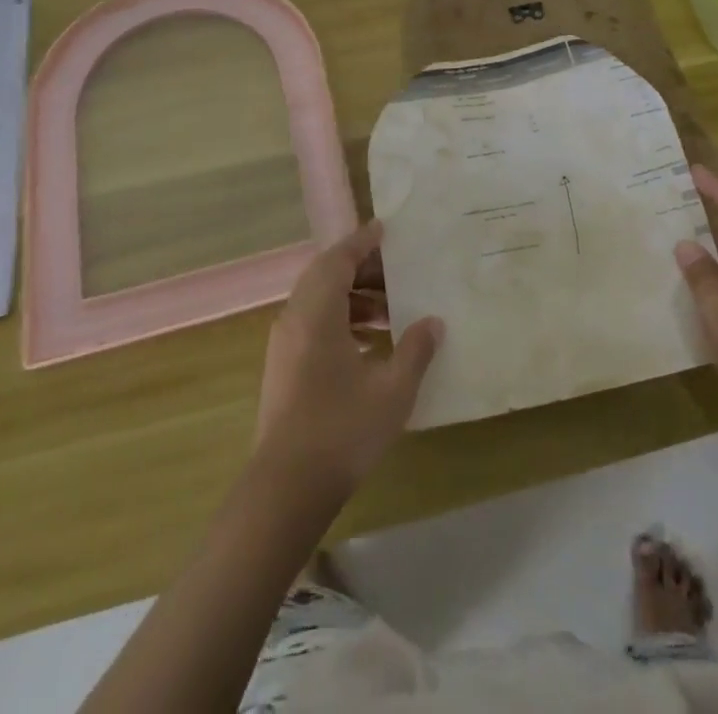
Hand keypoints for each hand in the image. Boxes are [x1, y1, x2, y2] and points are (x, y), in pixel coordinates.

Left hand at [254, 221, 442, 494]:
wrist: (286, 488)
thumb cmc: (342, 430)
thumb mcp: (392, 389)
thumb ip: (415, 350)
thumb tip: (433, 322)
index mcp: (317, 312)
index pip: (338, 259)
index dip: (362, 241)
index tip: (386, 230)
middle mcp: (295, 319)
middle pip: (328, 276)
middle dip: (362, 270)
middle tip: (398, 272)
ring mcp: (285, 345)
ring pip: (320, 302)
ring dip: (354, 298)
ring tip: (392, 311)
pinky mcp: (284, 368)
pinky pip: (314, 325)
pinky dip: (342, 321)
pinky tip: (371, 345)